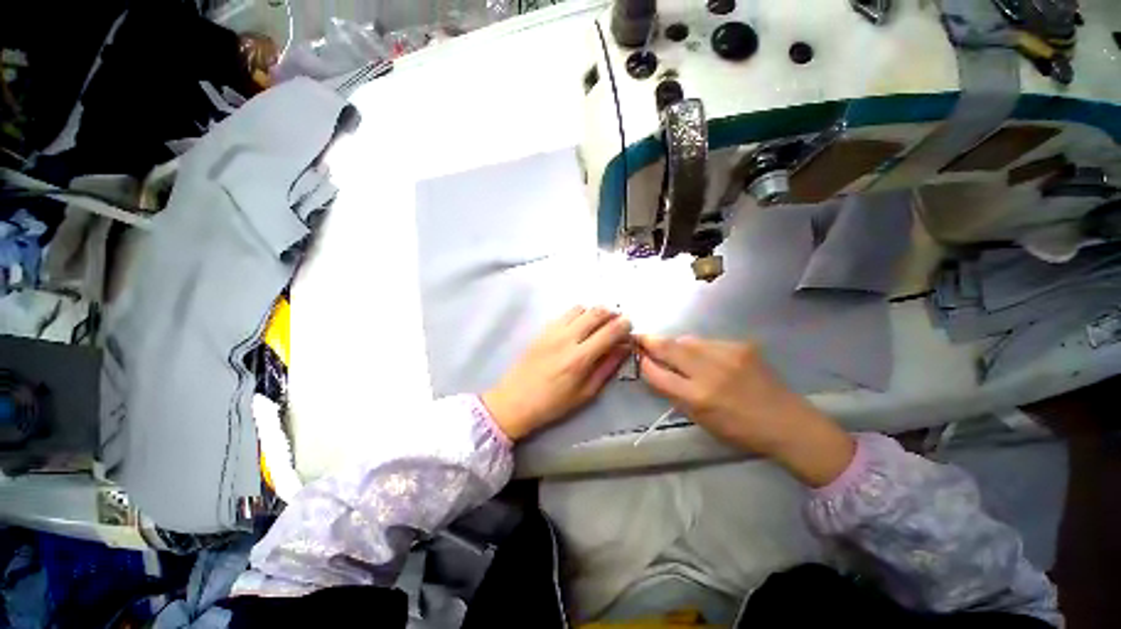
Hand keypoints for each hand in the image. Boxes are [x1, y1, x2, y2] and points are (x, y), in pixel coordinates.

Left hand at [483, 307, 631, 440]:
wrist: (515, 400)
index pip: (609, 331)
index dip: (624, 325)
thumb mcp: (586, 393)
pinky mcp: (543, 329)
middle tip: (618, 321)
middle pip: (596, 313)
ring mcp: (552, 331)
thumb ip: (607, 367)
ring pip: (580, 308)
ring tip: (599, 323)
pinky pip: (565, 313)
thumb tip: (624, 348)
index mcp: (579, 358)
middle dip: (612, 313)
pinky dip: (579, 314)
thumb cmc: (553, 403)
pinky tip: (580, 326)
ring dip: (595, 311)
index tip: (630, 326)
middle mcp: (567, 338)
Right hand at [636, 335, 855, 487]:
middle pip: (669, 348)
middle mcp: (710, 371)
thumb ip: (674, 393)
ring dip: (675, 344)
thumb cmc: (740, 430)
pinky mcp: (741, 345)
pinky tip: (702, 355)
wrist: (788, 423)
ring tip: (672, 349)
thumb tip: (655, 370)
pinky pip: (707, 341)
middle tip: (639, 337)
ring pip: (687, 340)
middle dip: (650, 341)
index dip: (644, 363)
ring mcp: (727, 354)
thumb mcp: (700, 419)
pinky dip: (697, 347)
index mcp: (698, 397)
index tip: (637, 355)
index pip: (658, 373)